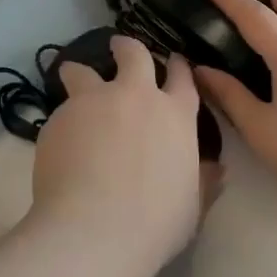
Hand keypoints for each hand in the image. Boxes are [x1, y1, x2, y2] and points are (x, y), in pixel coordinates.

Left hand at [31, 36, 217, 265]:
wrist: (94, 228)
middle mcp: (135, 96)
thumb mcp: (190, 207)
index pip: (181, 77)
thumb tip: (217, 171)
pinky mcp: (59, 117)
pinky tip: (59, 143)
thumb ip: (202, 182)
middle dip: (126, 48)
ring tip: (72, 77)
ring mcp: (93, 101)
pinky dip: (63, 120)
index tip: (173, 61)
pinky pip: (61, 111)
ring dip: (79, 72)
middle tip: (118, 48)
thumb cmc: (155, 223)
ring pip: (81, 70)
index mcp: (174, 115)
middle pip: (133, 54)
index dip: (177, 67)